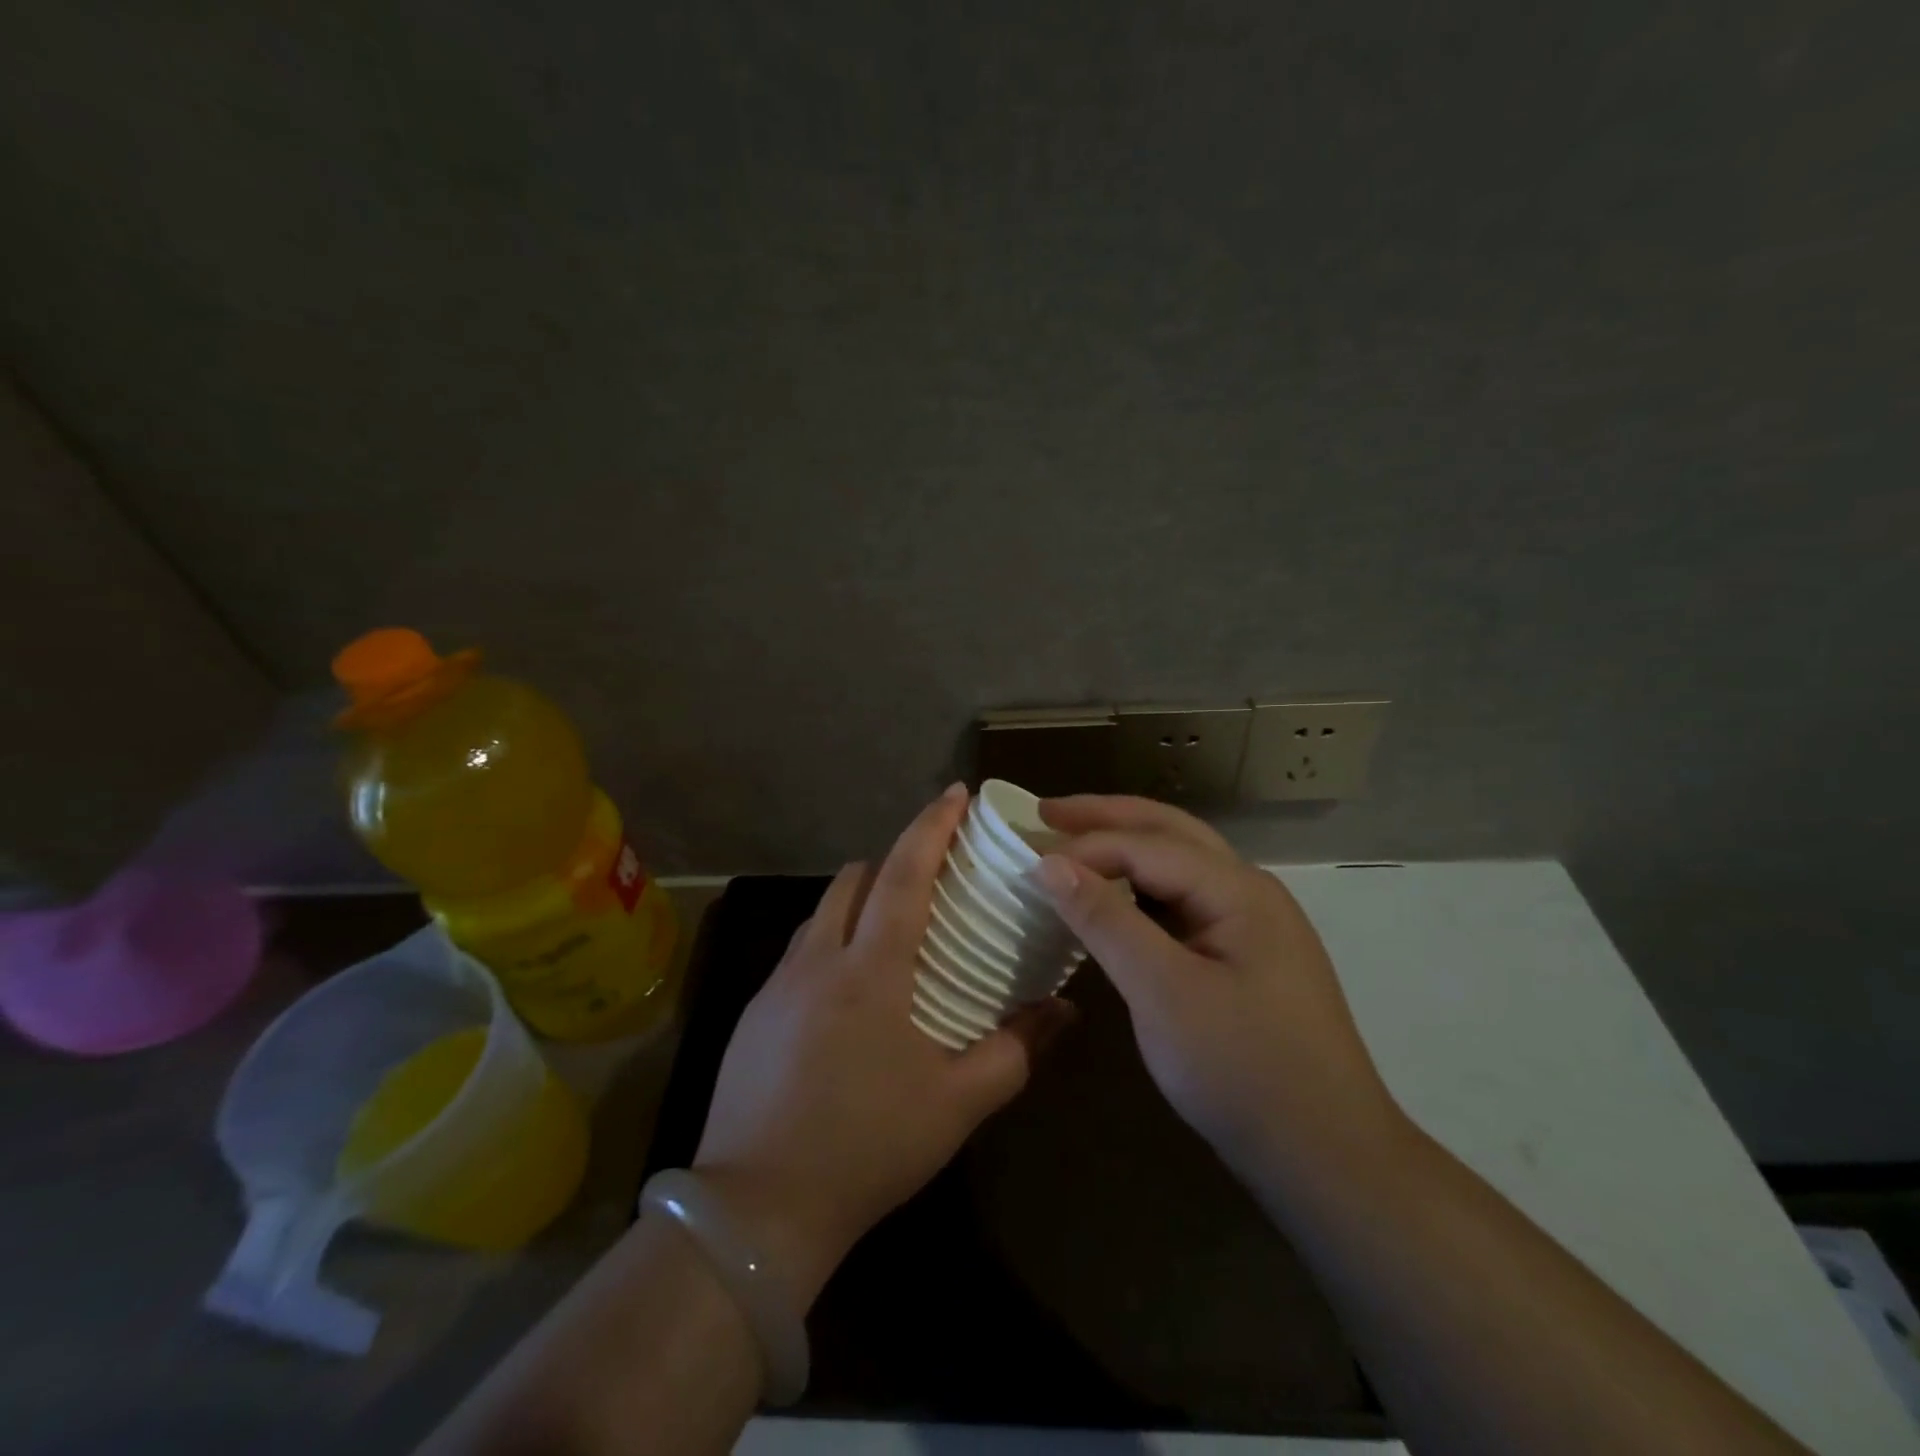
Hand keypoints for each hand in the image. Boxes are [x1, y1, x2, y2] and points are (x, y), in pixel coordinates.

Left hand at [692, 784, 1073, 1306]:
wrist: (757, 1210)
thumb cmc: (866, 1147)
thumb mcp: (956, 1104)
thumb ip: (1016, 1050)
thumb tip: (1066, 1010)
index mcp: (870, 968)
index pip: (903, 872)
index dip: (931, 826)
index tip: (956, 794)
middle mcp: (819, 958)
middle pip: (855, 878)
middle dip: (893, 860)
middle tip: (932, 877)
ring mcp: (778, 984)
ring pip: (823, 912)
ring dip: (859, 901)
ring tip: (893, 930)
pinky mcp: (753, 1012)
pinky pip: (800, 952)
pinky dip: (831, 942)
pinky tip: (848, 991)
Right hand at [1034, 796, 1402, 1184]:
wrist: (1327, 1158)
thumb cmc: (1243, 1070)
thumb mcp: (1163, 992)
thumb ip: (1106, 920)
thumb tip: (1050, 863)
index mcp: (1238, 889)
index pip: (1147, 844)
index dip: (1085, 846)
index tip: (1026, 859)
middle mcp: (1248, 891)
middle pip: (1169, 832)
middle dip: (1106, 818)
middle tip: (1044, 812)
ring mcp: (1250, 924)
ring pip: (1177, 865)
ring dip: (1124, 847)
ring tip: (1071, 843)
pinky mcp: (1242, 957)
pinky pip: (1182, 902)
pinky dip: (1140, 889)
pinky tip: (1113, 898)